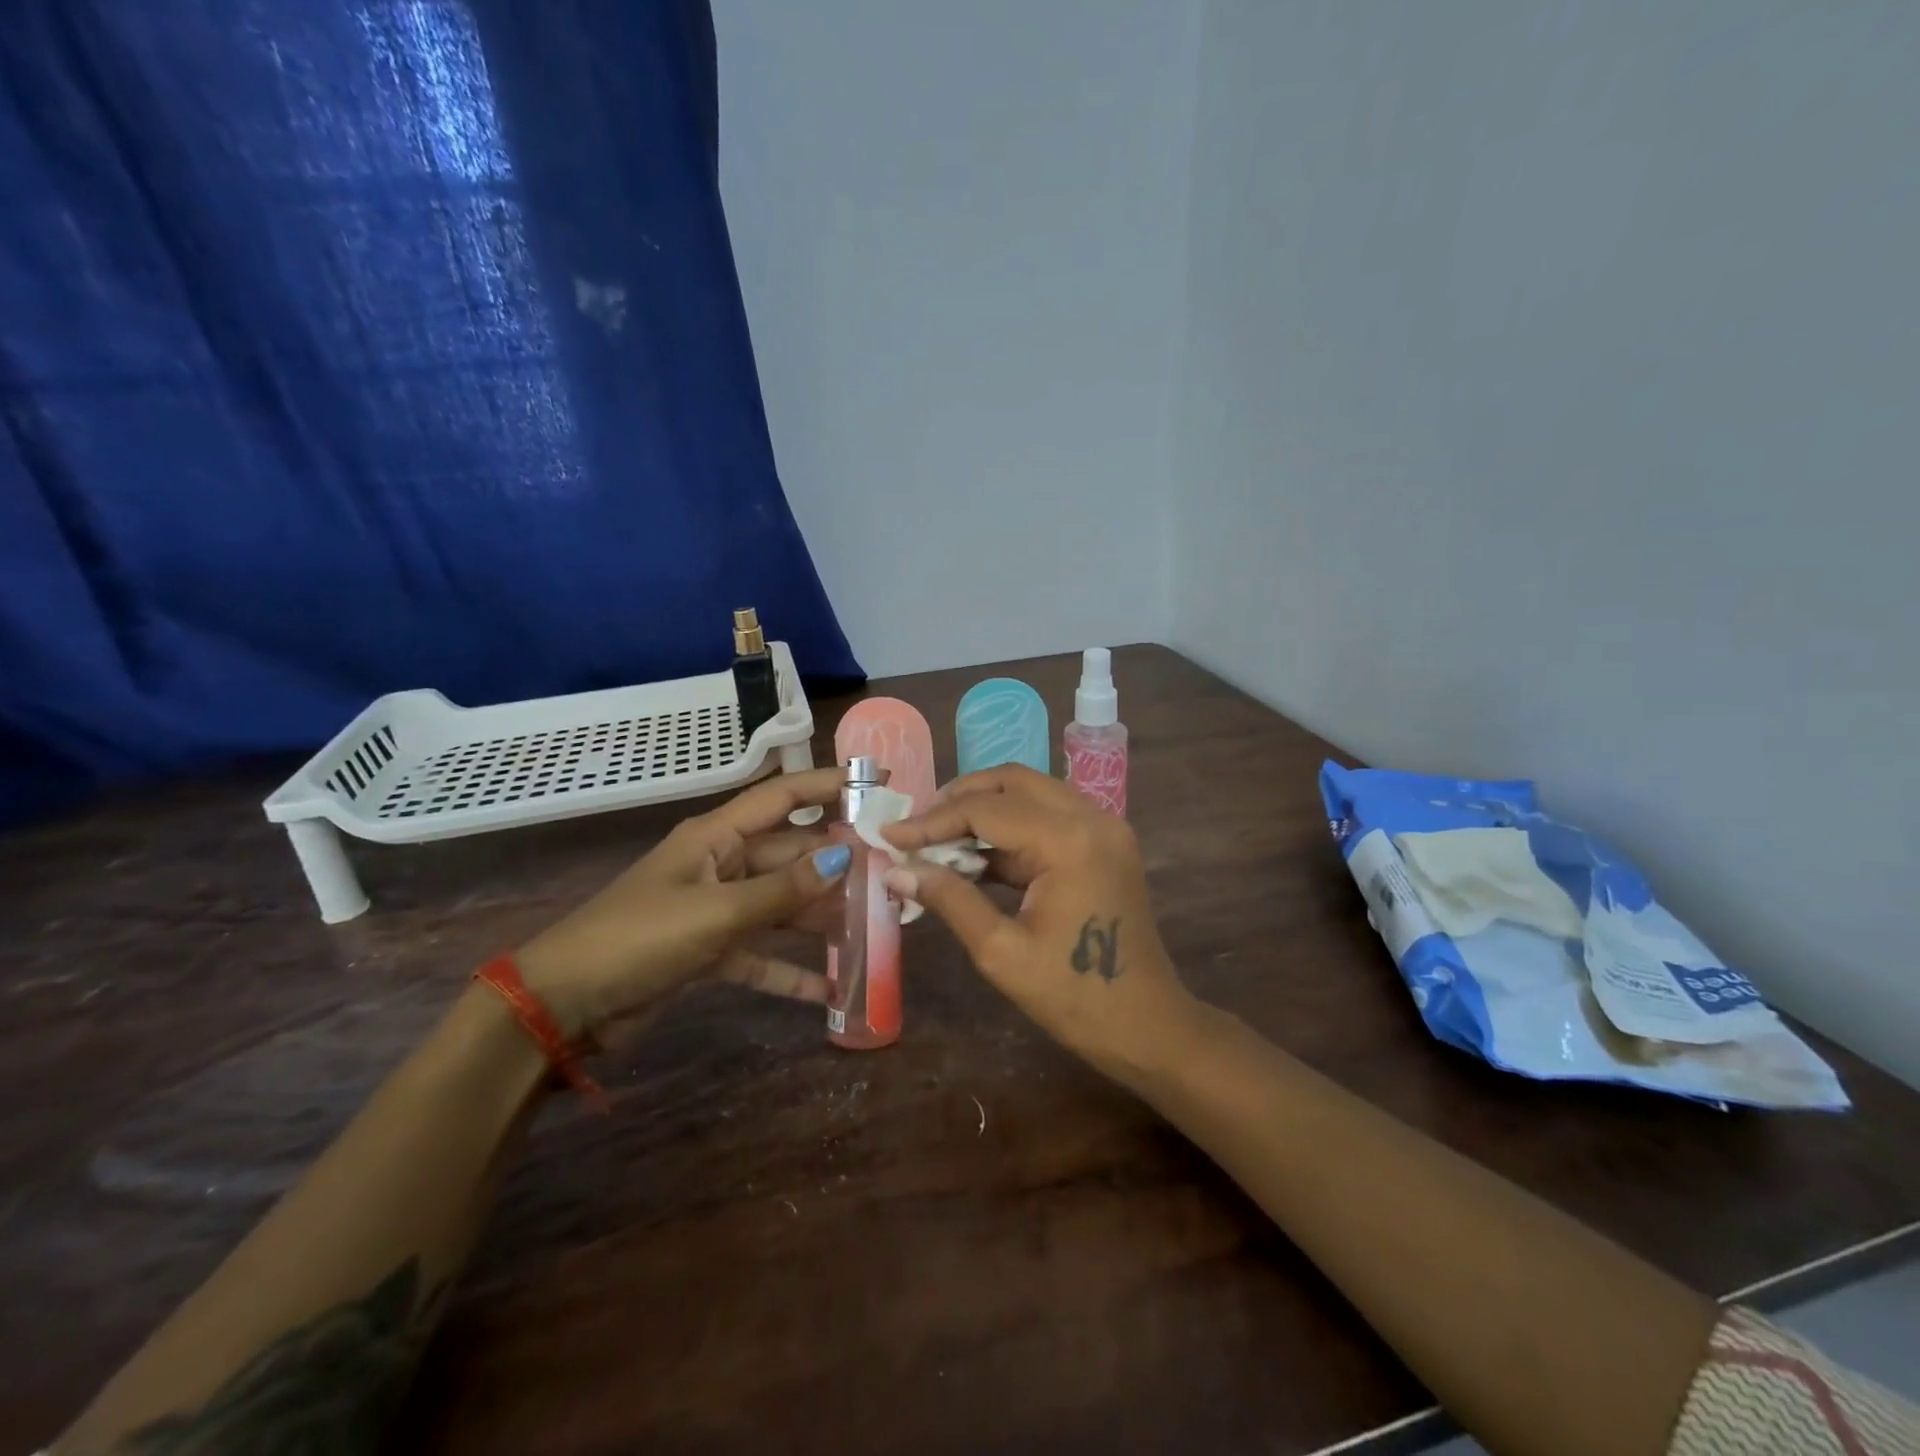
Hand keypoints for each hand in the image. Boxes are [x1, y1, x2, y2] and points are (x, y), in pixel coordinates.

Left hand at [514, 767, 851, 1040]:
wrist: (563, 1006)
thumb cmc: (638, 940)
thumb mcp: (716, 913)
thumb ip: (782, 890)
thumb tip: (843, 858)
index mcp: (715, 837)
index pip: (782, 798)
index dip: (828, 786)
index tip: (875, 783)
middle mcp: (720, 864)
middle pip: (789, 854)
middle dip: (834, 863)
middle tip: (888, 870)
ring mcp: (715, 908)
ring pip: (780, 904)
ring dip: (818, 917)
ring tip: (870, 926)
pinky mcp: (708, 951)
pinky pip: (759, 954)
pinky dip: (788, 970)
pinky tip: (827, 989)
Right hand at [881, 765, 1195, 1079]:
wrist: (1148, 1027)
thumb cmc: (1075, 998)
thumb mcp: (1001, 952)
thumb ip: (949, 899)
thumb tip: (896, 869)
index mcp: (1069, 841)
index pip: (986, 810)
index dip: (932, 820)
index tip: (890, 835)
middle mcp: (1092, 818)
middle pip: (1013, 782)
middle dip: (959, 799)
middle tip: (917, 828)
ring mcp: (1104, 828)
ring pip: (1031, 794)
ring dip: (984, 810)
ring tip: (937, 840)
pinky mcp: (1105, 844)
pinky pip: (1048, 818)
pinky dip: (1010, 830)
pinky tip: (974, 856)